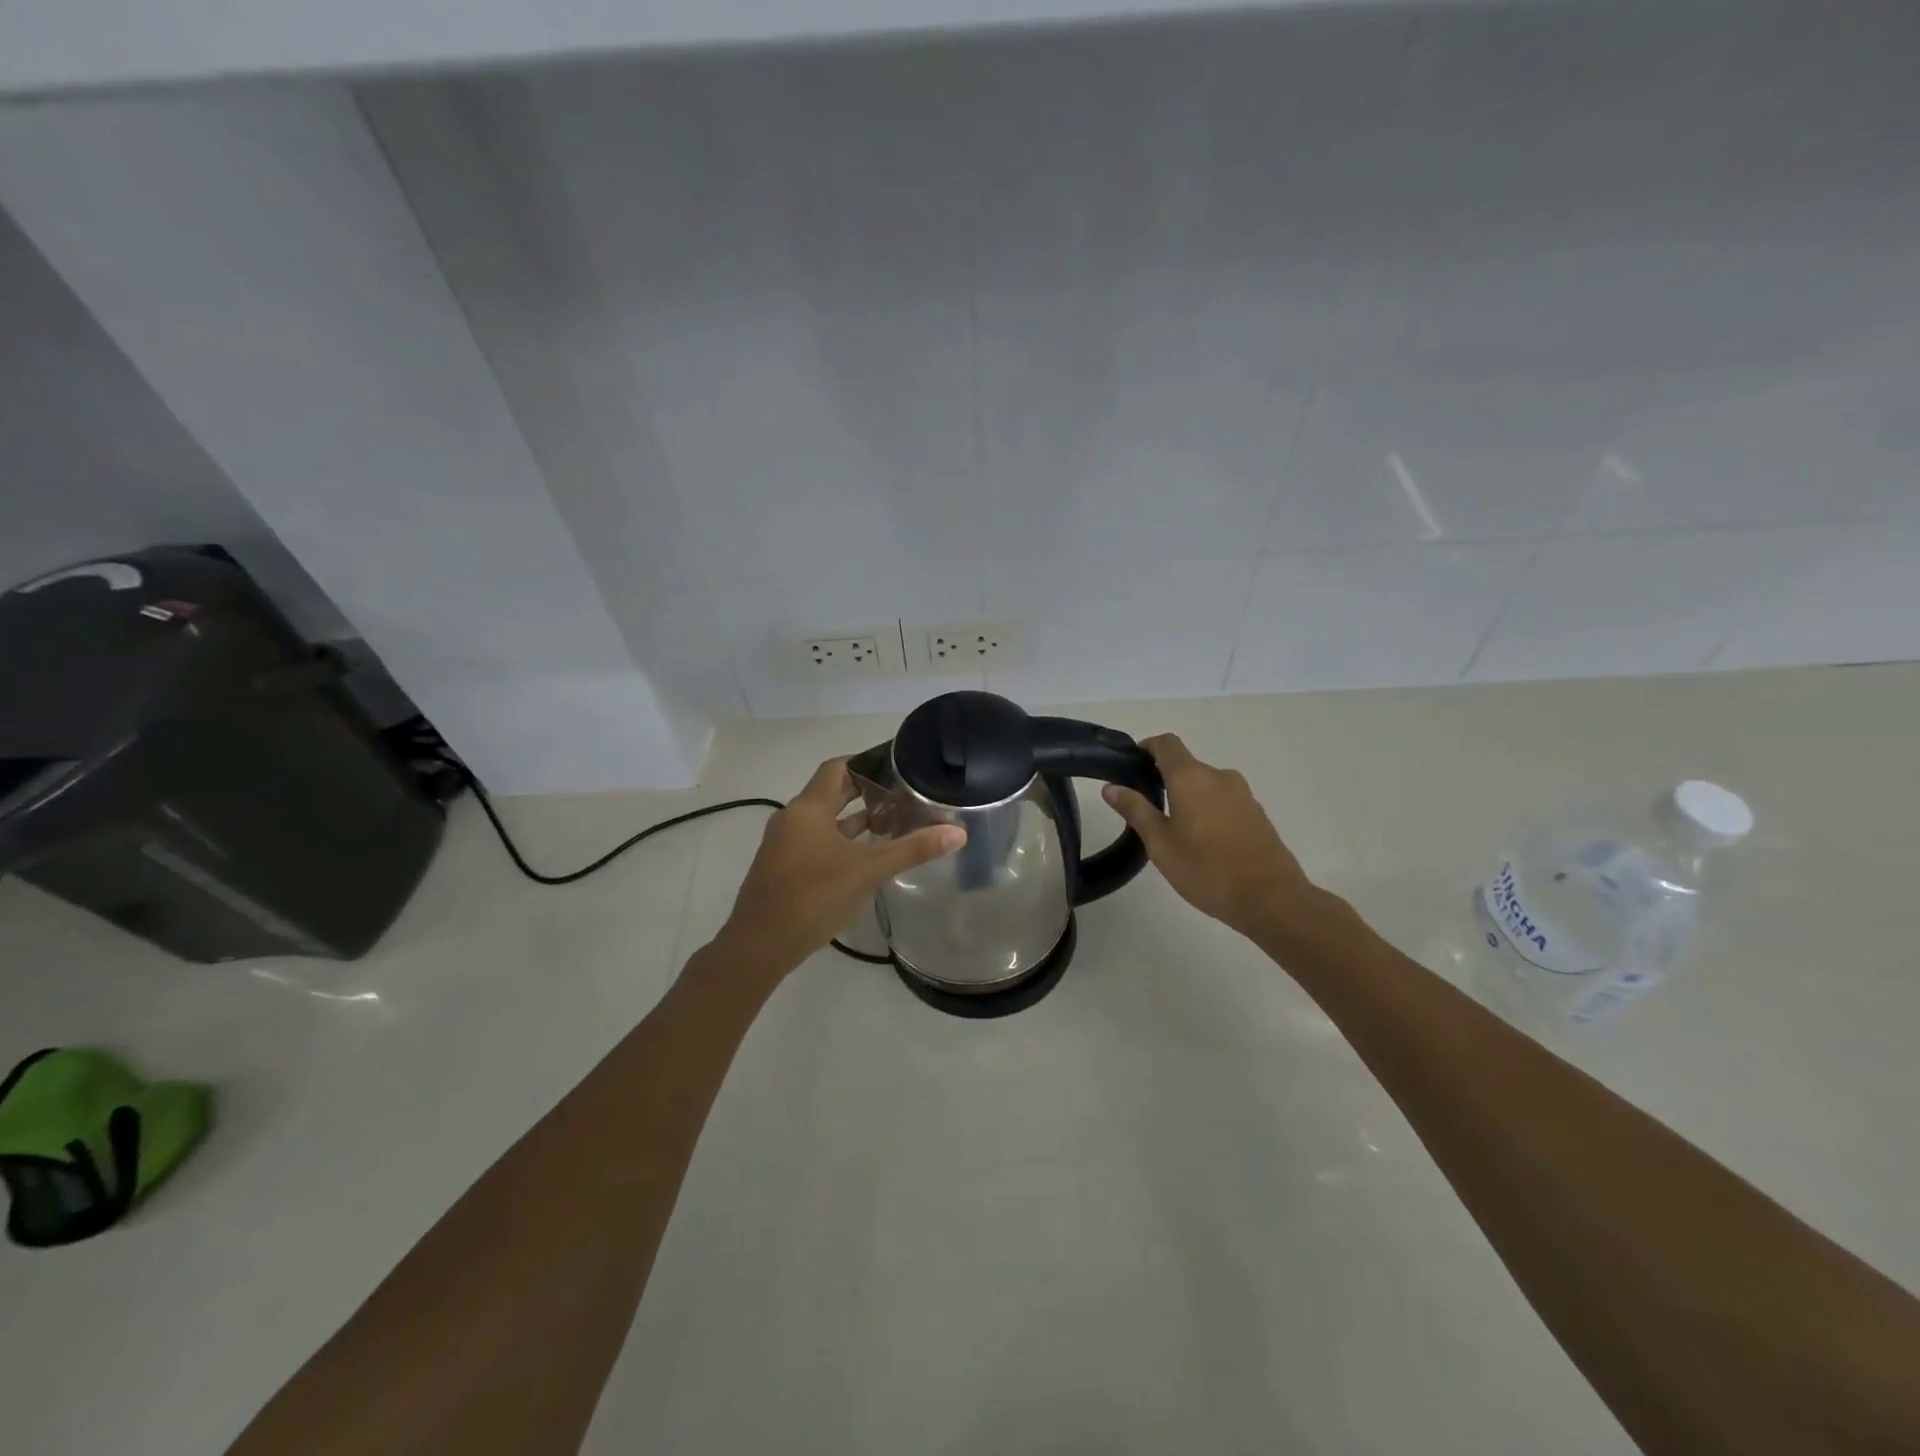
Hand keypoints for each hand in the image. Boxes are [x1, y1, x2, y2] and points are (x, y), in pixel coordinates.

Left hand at [719, 759, 965, 974]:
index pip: (838, 768)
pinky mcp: (783, 867)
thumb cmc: (813, 897)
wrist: (760, 945)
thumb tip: (957, 832)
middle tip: (903, 792)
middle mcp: (792, 819)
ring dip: (854, 818)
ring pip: (824, 820)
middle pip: (831, 792)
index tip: (896, 764)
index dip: (866, 762)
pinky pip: (816, 840)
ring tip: (892, 820)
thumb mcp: (868, 872)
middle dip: (865, 791)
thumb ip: (912, 850)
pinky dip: (841, 840)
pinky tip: (865, 854)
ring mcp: (784, 844)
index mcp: (808, 809)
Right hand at [1103, 734, 1317, 939]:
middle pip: (1186, 765)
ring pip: (1206, 785)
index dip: (1147, 747)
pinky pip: (1224, 801)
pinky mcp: (1257, 813)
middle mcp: (1219, 776)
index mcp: (1191, 777)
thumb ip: (1135, 810)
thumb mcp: (1160, 843)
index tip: (1132, 764)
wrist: (1270, 898)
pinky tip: (1204, 842)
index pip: (1167, 744)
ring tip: (1175, 830)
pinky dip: (1209, 810)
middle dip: (1165, 779)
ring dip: (1188, 797)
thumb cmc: (1206, 869)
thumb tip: (1111, 787)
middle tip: (1146, 810)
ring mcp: (1243, 794)